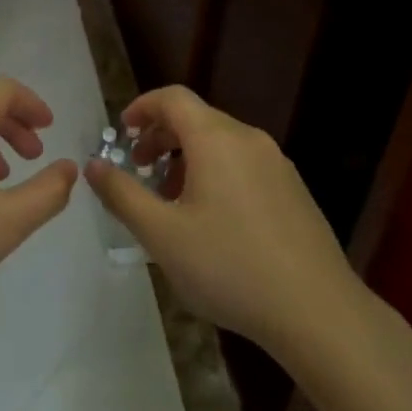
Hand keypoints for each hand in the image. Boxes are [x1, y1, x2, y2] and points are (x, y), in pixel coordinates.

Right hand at [85, 85, 363, 356]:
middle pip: (197, 119)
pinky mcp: (294, 192)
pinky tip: (211, 222)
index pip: (173, 98)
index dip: (142, 107)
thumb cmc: (230, 267)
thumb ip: (122, 194)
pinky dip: (215, 174)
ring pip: (221, 144)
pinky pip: (243, 166)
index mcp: (216, 139)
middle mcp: (249, 140)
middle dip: (161, 138)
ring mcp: (277, 165)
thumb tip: (93, 165)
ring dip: (187, 159)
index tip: (122, 132)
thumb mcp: (161, 234)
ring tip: (170, 202)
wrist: (318, 312)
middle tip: (139, 170)